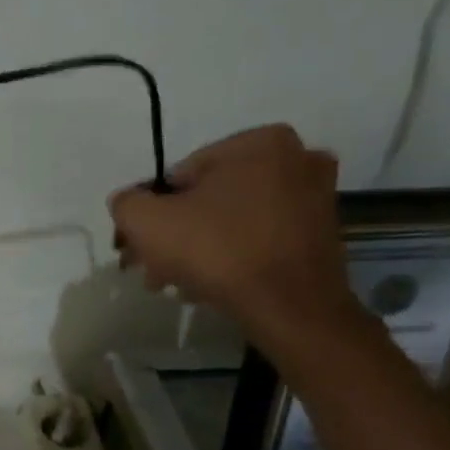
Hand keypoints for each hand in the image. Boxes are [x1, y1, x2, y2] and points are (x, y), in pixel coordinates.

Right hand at [109, 125, 358, 346]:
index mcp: (258, 143)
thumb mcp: (146, 221)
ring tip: (175, 282)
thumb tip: (129, 203)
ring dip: (198, 248)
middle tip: (152, 268)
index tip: (138, 246)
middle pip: (208, 199)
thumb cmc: (216, 250)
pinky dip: (232, 257)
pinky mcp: (322, 234)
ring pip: (233, 220)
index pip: (180, 176)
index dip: (152, 212)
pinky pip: (260, 238)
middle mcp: (296, 159)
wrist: (288, 306)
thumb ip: (126, 203)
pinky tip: (208, 285)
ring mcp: (315, 198)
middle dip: (175, 234)